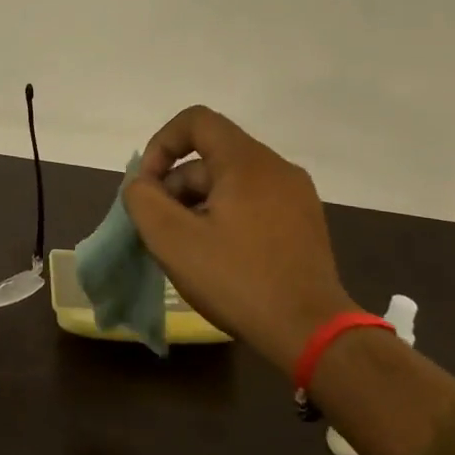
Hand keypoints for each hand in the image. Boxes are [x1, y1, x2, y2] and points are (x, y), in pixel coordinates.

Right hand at [123, 106, 358, 373]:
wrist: (312, 333)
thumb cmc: (237, 280)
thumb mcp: (172, 240)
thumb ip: (143, 200)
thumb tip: (142, 185)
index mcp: (247, 162)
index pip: (196, 121)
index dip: (161, 144)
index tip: (148, 185)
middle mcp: (277, 168)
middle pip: (211, 156)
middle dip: (175, 185)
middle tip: (160, 228)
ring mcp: (296, 196)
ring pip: (230, 182)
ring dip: (197, 204)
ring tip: (185, 248)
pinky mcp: (303, 223)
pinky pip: (253, 202)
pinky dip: (224, 216)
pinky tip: (216, 256)